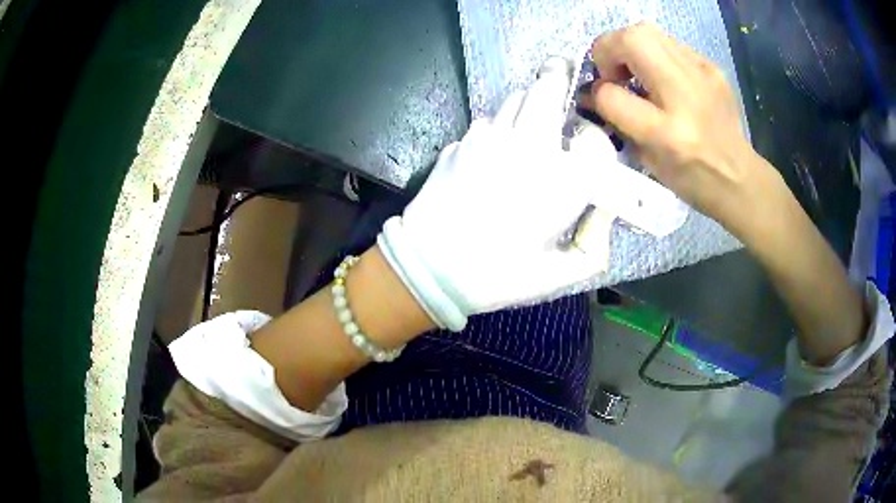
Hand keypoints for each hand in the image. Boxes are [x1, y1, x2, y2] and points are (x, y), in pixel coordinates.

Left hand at [378, 58, 614, 328]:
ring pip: (516, 98)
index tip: (590, 147)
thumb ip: (595, 243)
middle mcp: (531, 146)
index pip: (597, 139)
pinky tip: (494, 153)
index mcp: (565, 180)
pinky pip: (488, 122)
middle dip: (559, 78)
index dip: (597, 140)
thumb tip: (604, 212)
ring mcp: (490, 137)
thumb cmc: (500, 275)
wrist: (430, 268)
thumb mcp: (561, 274)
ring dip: (529, 106)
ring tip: (529, 125)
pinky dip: (499, 129)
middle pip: (550, 87)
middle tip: (561, 74)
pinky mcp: (461, 141)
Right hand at [588, 24, 870, 365]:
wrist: (754, 194)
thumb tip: (605, 105)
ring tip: (634, 78)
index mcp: (680, 140)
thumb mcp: (662, 177)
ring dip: (634, 50)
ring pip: (657, 36)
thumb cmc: (709, 197)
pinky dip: (658, 57)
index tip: (594, 99)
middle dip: (611, 49)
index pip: (620, 91)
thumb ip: (629, 136)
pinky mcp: (718, 77)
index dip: (600, 90)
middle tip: (609, 74)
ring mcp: (711, 83)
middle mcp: (695, 102)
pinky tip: (663, 84)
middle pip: (639, 39)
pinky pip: (676, 49)